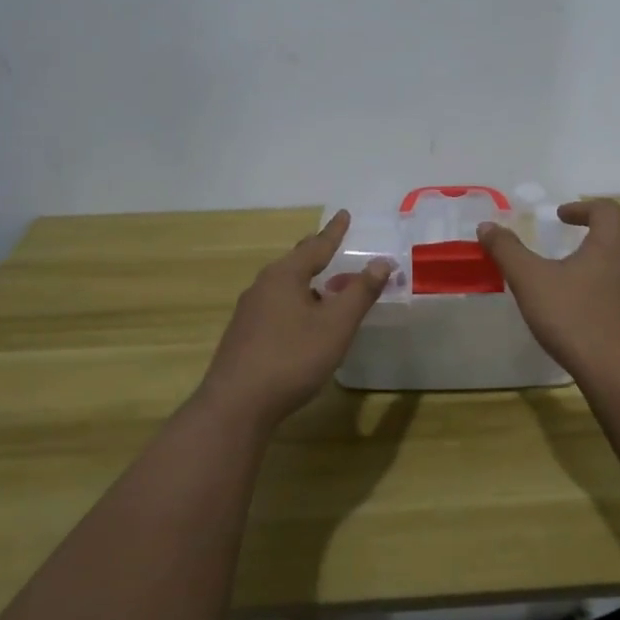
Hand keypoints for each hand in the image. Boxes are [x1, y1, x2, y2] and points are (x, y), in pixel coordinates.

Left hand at [198, 211, 390, 429]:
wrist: (236, 405)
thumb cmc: (292, 358)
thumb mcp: (336, 325)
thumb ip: (360, 292)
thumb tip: (382, 262)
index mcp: (285, 276)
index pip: (316, 246)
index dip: (334, 232)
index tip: (345, 214)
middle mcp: (263, 286)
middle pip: (295, 262)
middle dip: (316, 253)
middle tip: (332, 243)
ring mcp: (249, 312)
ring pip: (284, 286)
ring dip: (307, 282)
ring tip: (325, 285)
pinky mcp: (244, 336)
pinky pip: (276, 306)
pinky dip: (296, 303)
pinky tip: (303, 322)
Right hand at [477, 199, 619, 386]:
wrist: (618, 373)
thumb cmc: (572, 318)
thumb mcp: (529, 281)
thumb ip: (507, 250)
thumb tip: (487, 225)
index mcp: (609, 246)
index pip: (606, 209)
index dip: (583, 207)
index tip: (561, 217)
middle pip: (619, 239)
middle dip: (595, 238)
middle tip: (570, 248)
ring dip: (603, 270)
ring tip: (575, 287)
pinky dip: (610, 302)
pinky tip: (589, 321)